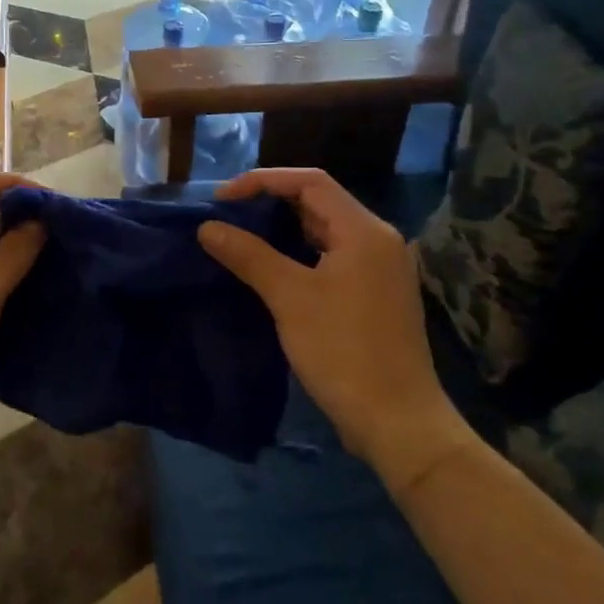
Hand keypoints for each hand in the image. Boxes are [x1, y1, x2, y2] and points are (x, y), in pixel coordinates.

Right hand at [198, 168, 468, 487]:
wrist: (397, 422)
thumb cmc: (343, 352)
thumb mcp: (290, 298)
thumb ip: (248, 255)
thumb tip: (206, 227)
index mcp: (364, 231)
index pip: (309, 181)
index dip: (262, 181)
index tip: (222, 199)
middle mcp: (377, 240)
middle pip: (319, 202)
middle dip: (270, 202)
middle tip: (226, 216)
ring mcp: (379, 269)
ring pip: (324, 231)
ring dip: (282, 229)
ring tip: (239, 237)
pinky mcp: (374, 294)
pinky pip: (331, 257)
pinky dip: (298, 253)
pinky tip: (270, 268)